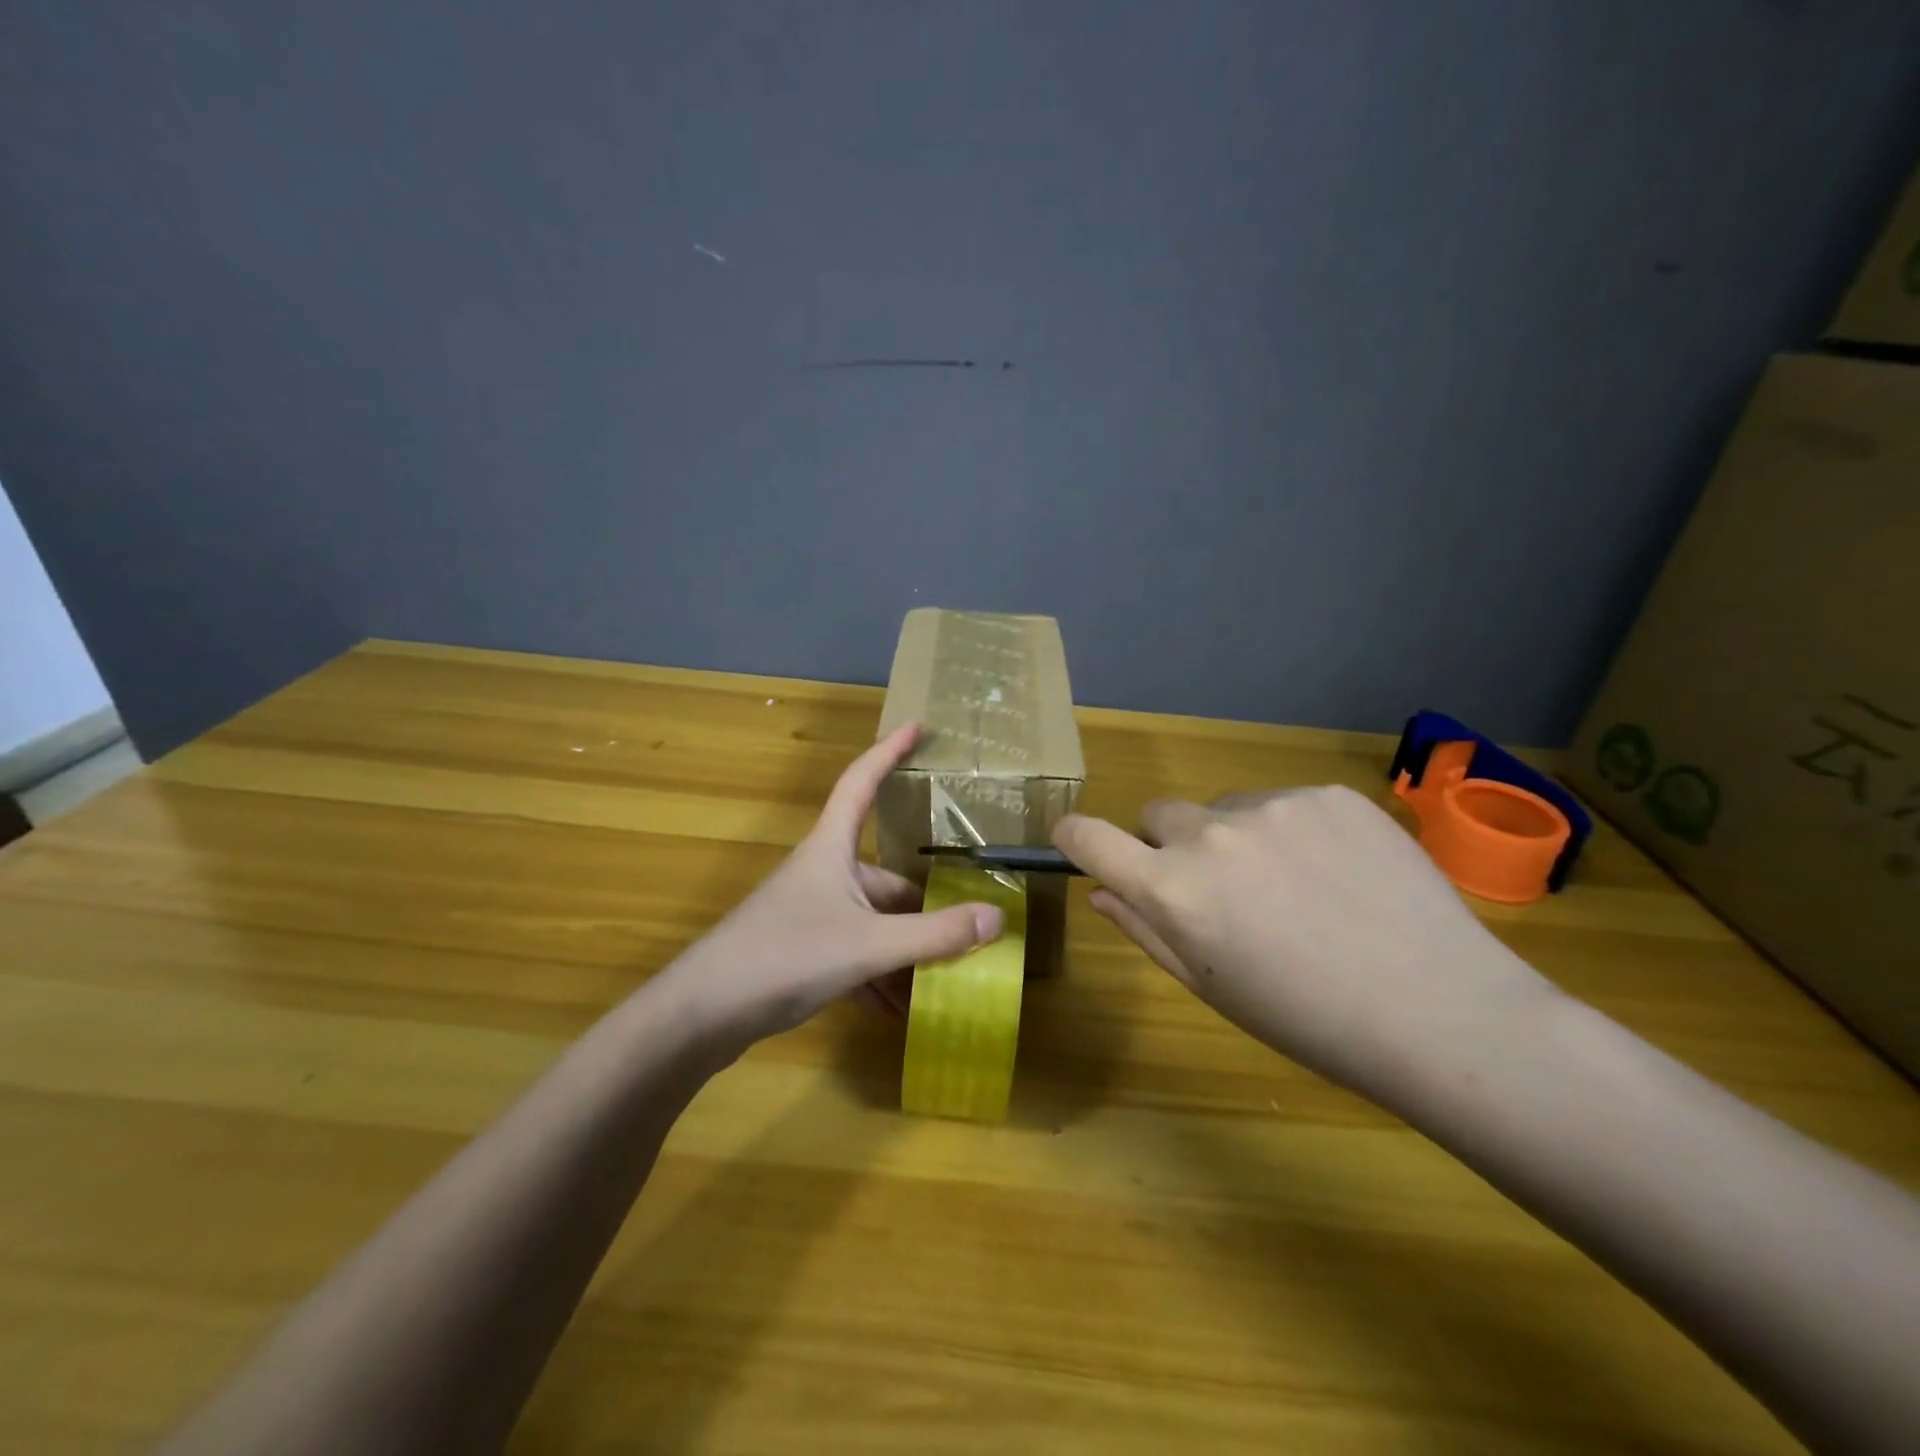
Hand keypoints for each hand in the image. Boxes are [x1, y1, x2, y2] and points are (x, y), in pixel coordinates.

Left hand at [662, 723, 1002, 1047]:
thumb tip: (997, 918)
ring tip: (942, 979)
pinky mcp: (800, 949)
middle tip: (968, 927)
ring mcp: (810, 912)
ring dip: (905, 949)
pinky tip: (897, 1009)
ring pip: (873, 920)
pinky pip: (854, 952)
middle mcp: (823, 872)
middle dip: (924, 906)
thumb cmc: (785, 956)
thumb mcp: (869, 944)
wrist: (701, 1014)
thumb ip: (934, 934)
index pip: (861, 782)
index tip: (918, 725)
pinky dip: (878, 975)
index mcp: (832, 849)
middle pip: (885, 875)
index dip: (889, 751)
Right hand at [1054, 786, 1555, 1101]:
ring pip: (1226, 808)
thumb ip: (1144, 929)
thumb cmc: (1308, 1019)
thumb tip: (1099, 889)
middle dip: (1172, 846)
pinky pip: (1284, 802)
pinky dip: (1293, 830)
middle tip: (1222, 892)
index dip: (1074, 836)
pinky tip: (1338, 873)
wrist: (1441, 1012)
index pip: (1088, 837)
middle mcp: (1211, 834)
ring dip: (1237, 838)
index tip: (1078, 842)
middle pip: (1158, 814)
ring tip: (1296, 888)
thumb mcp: (1211, 987)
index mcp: (1173, 889)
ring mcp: (1274, 805)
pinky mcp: (1328, 793)